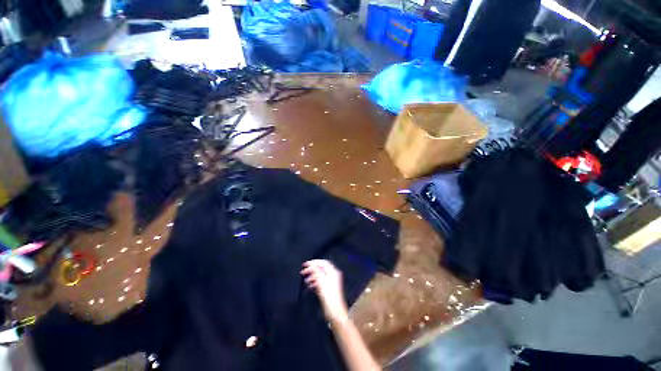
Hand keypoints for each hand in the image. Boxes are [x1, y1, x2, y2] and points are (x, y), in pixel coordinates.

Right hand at [301, 260, 348, 323]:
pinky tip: (310, 286)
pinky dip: (315, 282)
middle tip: (303, 272)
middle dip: (312, 269)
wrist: (335, 313)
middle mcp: (333, 275)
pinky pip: (321, 281)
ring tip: (305, 280)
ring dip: (312, 276)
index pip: (323, 262)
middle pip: (321, 268)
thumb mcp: (321, 282)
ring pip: (320, 275)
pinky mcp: (329, 288)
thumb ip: (316, 272)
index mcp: (333, 272)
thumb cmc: (329, 298)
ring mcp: (332, 282)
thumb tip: (312, 265)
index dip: (314, 262)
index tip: (305, 265)